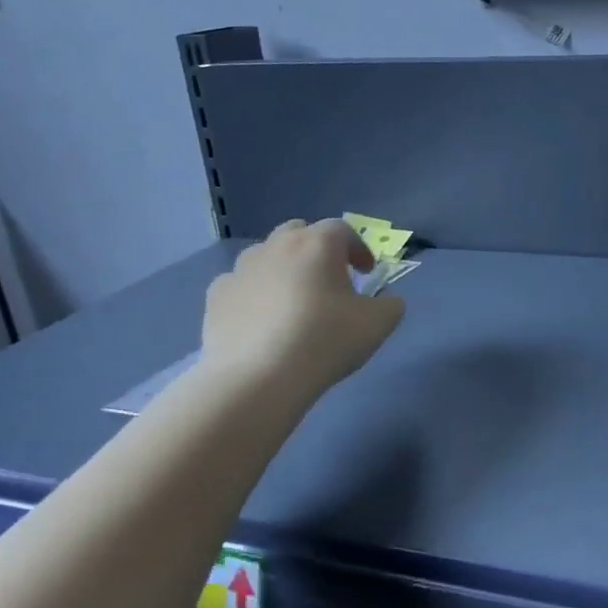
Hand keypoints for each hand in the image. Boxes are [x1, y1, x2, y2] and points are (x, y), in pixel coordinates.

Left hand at [202, 219, 404, 391]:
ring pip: (266, 255)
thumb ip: (390, 305)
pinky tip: (260, 319)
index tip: (367, 272)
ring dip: (283, 268)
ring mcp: (241, 269)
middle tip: (329, 279)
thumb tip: (387, 301)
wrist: (258, 378)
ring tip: (293, 300)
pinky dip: (253, 293)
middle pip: (299, 232)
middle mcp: (276, 246)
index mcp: (318, 244)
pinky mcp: (216, 296)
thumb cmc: (325, 341)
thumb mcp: (378, 324)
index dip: (358, 248)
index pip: (343, 230)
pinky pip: (239, 284)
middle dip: (316, 249)